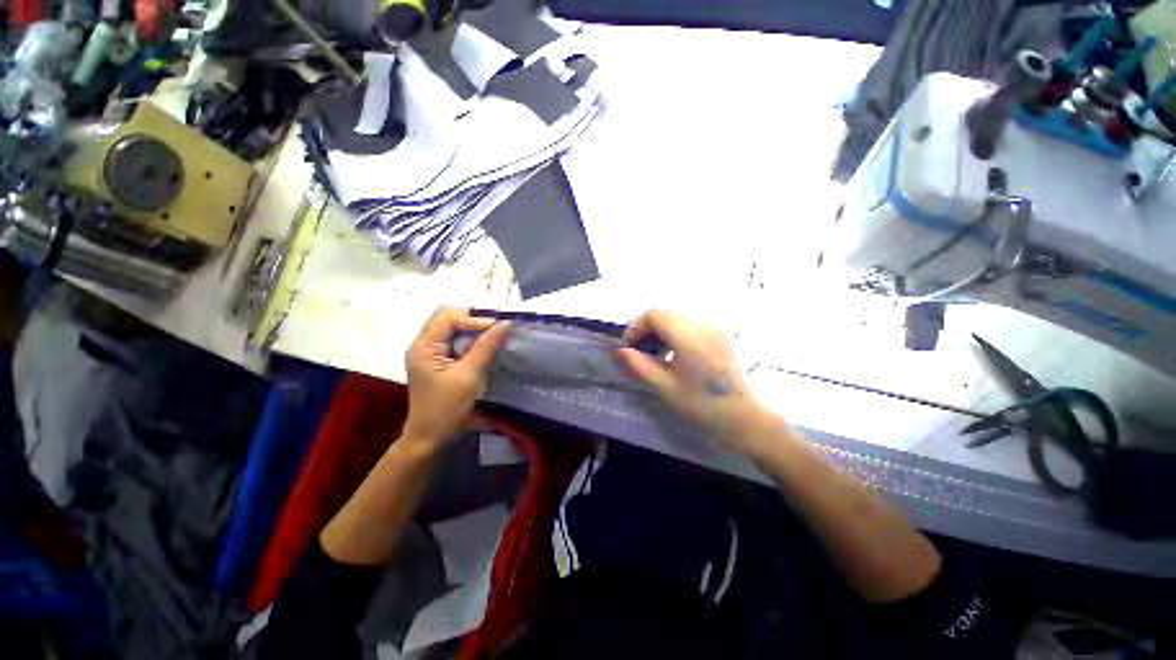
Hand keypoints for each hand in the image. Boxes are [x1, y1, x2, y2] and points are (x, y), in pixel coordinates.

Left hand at [403, 306, 509, 445]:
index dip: (475, 319)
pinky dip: (472, 340)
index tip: (499, 329)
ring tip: (494, 338)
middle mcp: (424, 344)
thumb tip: (505, 323)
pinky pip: (456, 340)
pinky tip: (485, 348)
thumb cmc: (446, 409)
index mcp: (424, 346)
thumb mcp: (469, 376)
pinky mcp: (439, 360)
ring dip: (474, 330)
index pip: (449, 317)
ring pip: (453, 327)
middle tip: (496, 330)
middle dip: (474, 321)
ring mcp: (430, 352)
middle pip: (449, 317)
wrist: (430, 438)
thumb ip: (486, 347)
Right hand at [617, 310, 769, 452]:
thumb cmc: (701, 405)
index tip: (629, 347)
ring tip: (656, 353)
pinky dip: (675, 332)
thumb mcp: (665, 387)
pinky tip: (674, 352)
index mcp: (689, 337)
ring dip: (661, 329)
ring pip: (677, 317)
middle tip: (640, 351)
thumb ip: (640, 365)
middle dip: (647, 328)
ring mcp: (714, 328)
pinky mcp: (720, 334)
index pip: (654, 315)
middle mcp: (703, 325)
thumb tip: (622, 351)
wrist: (742, 417)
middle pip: (665, 313)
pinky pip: (690, 323)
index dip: (636, 327)